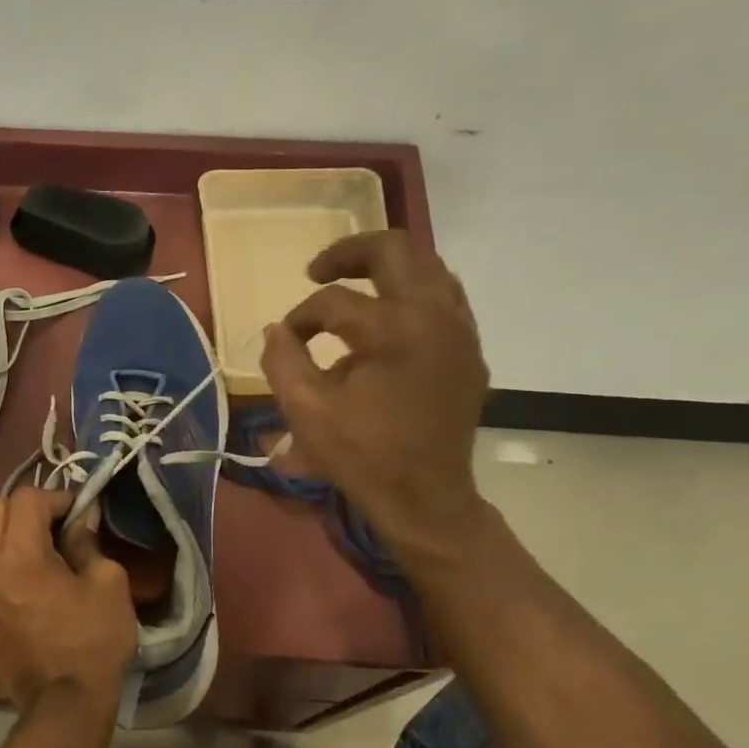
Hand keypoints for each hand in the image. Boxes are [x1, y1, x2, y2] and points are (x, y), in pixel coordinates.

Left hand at [0, 487, 137, 718]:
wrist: (65, 709)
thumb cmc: (94, 642)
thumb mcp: (108, 584)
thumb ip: (88, 542)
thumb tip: (80, 520)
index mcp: (19, 556)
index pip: (26, 498)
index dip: (56, 497)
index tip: (79, 514)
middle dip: (27, 511)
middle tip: (57, 530)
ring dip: (14, 546)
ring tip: (46, 570)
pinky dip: (7, 583)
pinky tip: (32, 606)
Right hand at [260, 230, 490, 553]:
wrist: (425, 497)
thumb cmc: (362, 455)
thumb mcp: (305, 411)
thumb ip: (282, 359)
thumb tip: (277, 329)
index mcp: (392, 329)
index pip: (334, 301)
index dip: (300, 317)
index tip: (286, 340)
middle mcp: (434, 315)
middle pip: (394, 250)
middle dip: (349, 253)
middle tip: (317, 272)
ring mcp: (460, 331)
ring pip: (428, 267)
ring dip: (386, 268)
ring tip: (355, 286)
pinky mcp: (470, 351)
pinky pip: (446, 298)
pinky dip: (414, 293)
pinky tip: (391, 316)